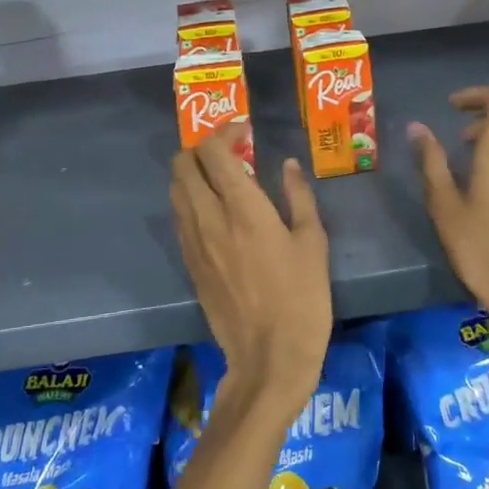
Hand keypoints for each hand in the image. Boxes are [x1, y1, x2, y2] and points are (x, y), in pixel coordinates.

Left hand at [170, 125, 330, 417]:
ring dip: (191, 174)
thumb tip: (287, 165)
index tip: (244, 131)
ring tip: (219, 178)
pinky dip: (190, 201)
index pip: (213, 152)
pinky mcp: (189, 265)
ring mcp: (193, 243)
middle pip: (182, 165)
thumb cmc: (301, 298)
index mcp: (242, 207)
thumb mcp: (312, 243)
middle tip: (227, 152)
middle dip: (200, 148)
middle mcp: (209, 218)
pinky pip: (180, 219)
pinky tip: (213, 212)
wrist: (268, 357)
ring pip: (175, 191)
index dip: (224, 132)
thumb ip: (298, 197)